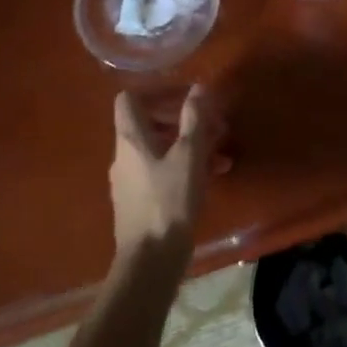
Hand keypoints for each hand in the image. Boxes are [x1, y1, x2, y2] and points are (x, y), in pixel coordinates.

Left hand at [109, 85, 227, 258]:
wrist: (151, 259)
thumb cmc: (170, 200)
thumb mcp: (189, 155)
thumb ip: (194, 118)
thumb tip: (198, 88)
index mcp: (131, 139)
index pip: (129, 99)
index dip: (157, 92)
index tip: (186, 96)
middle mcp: (125, 155)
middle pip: (149, 123)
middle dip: (183, 119)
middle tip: (214, 123)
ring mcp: (131, 179)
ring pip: (160, 148)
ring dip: (190, 143)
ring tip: (221, 149)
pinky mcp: (141, 200)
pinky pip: (162, 170)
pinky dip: (185, 165)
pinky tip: (214, 174)